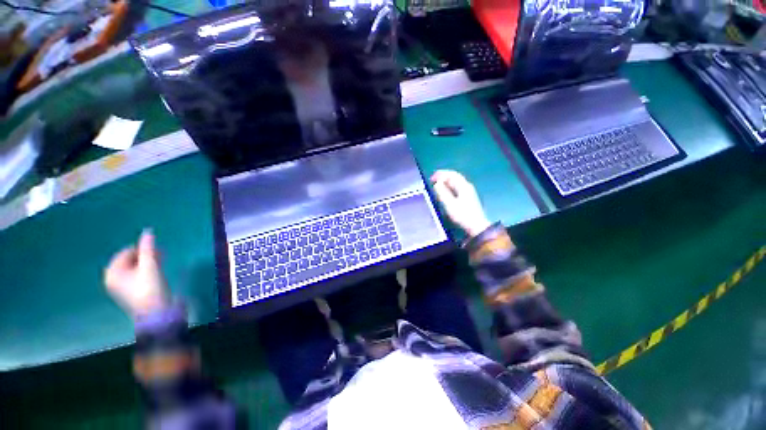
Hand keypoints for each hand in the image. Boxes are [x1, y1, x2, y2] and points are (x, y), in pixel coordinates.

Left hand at [105, 230, 168, 318]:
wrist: (156, 314)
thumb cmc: (150, 288)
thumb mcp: (150, 266)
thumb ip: (148, 248)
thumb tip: (148, 231)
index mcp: (112, 272)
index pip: (126, 252)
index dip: (142, 249)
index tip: (158, 250)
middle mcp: (112, 279)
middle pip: (129, 260)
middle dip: (145, 256)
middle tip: (161, 255)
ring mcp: (120, 287)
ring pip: (134, 268)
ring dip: (147, 263)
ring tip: (161, 263)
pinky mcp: (129, 293)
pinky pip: (135, 276)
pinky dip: (145, 271)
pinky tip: (156, 274)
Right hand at [431, 170, 491, 237]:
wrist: (476, 227)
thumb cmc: (462, 215)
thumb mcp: (450, 204)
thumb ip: (442, 193)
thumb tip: (437, 183)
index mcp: (463, 186)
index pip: (451, 174)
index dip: (441, 174)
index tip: (431, 178)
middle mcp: (466, 186)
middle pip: (454, 177)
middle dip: (443, 176)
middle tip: (432, 180)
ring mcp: (468, 192)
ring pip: (455, 182)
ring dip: (445, 181)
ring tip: (436, 184)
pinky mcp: (467, 197)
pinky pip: (456, 187)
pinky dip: (448, 186)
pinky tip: (444, 191)